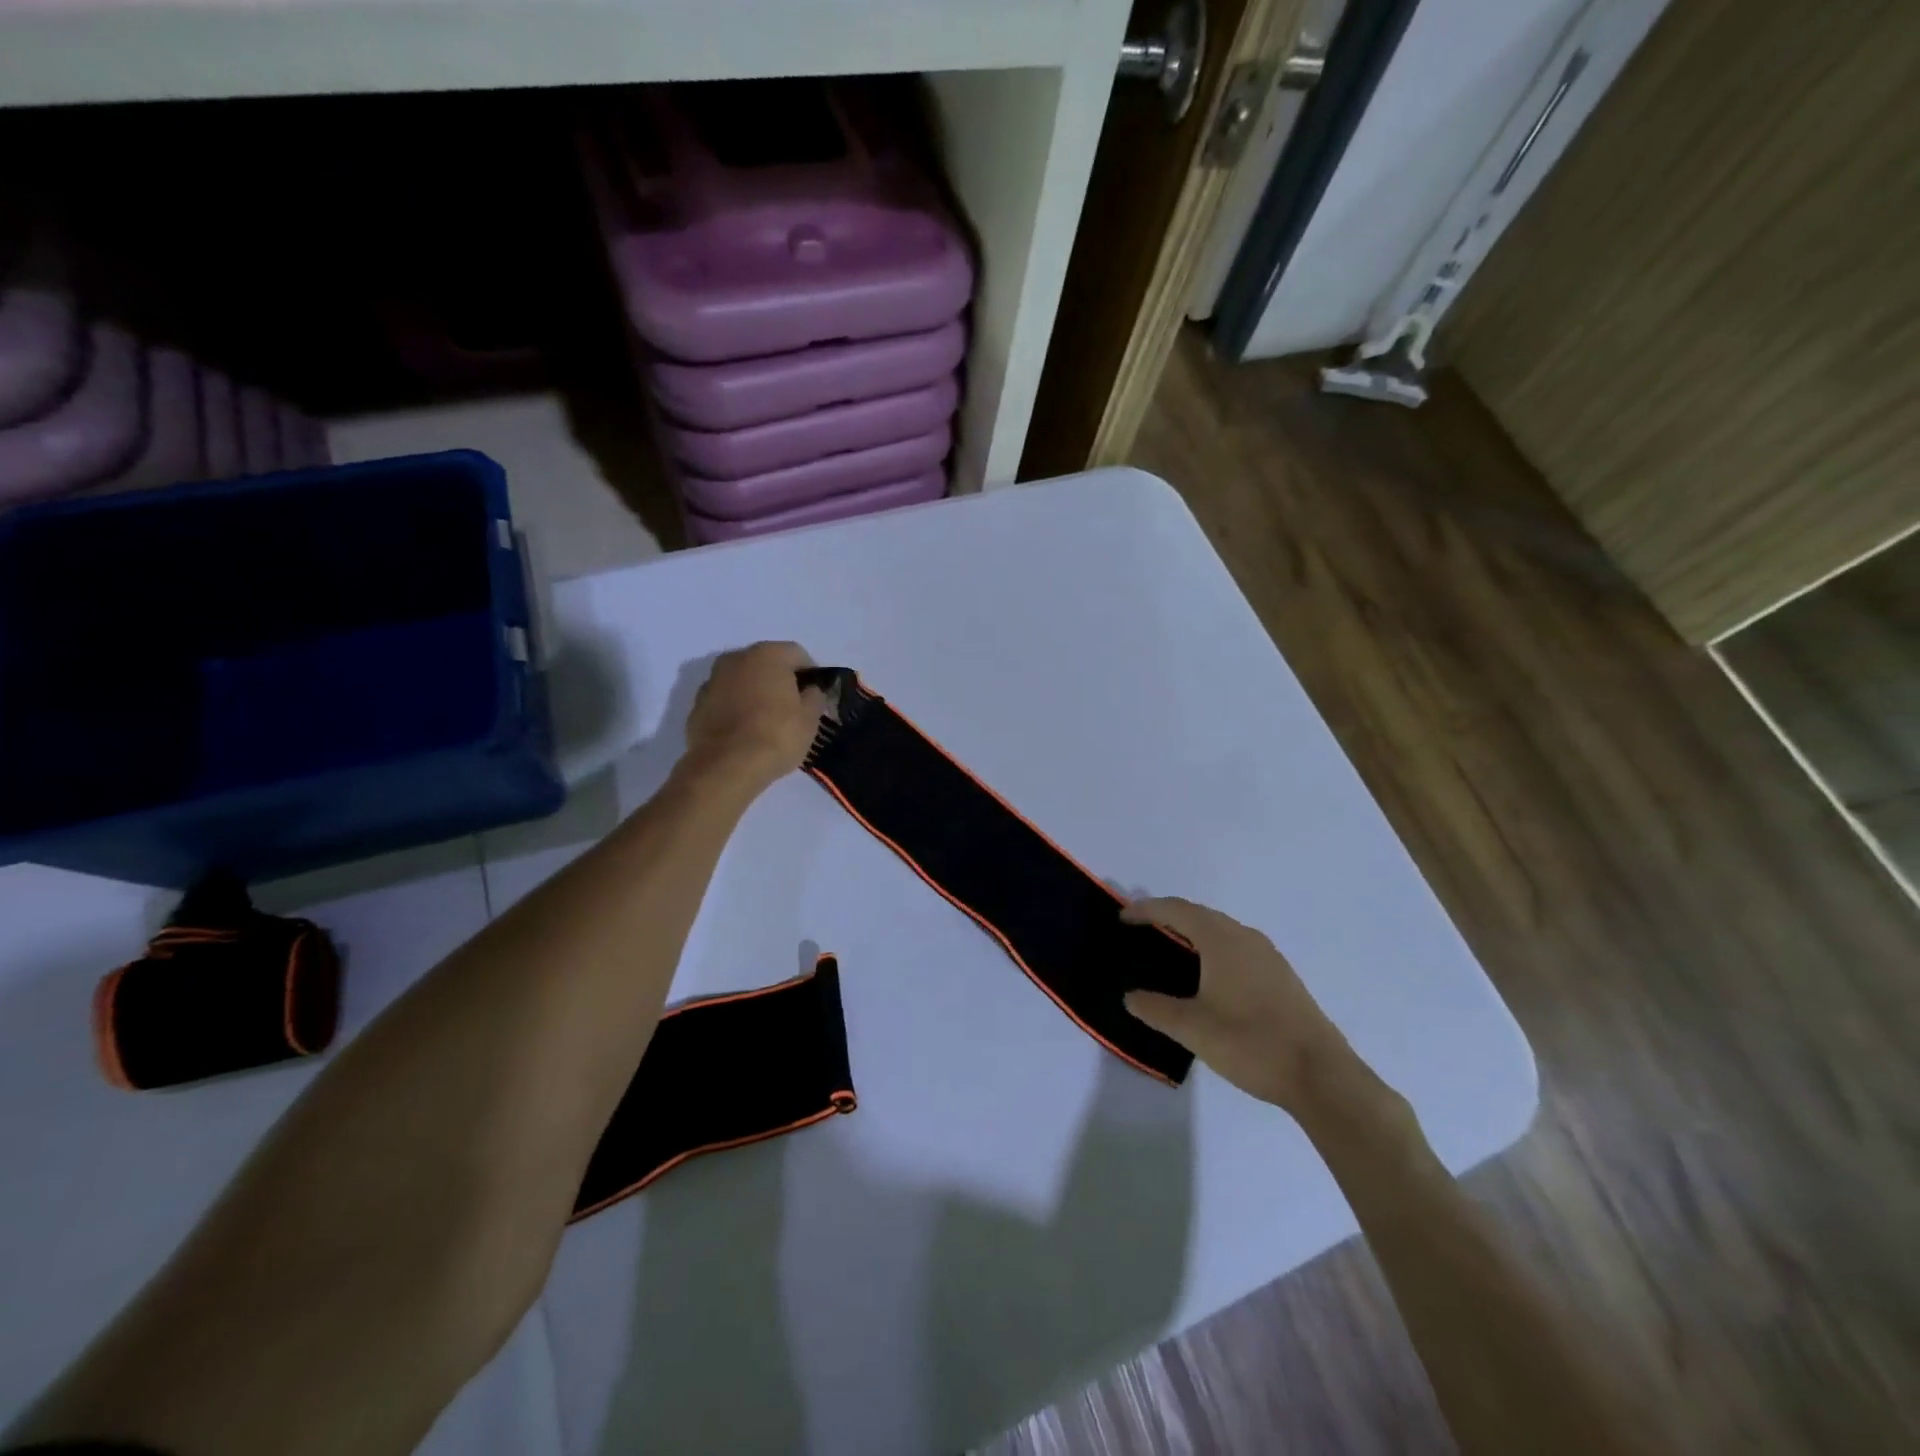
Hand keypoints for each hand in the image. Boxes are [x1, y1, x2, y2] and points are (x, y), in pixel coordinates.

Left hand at [683, 642, 828, 792]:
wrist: (726, 767)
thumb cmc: (776, 736)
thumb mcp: (810, 719)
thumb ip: (814, 697)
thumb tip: (810, 691)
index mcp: (767, 655)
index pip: (797, 654)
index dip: (810, 674)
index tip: (815, 695)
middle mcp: (736, 658)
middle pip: (766, 663)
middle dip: (779, 680)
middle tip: (792, 707)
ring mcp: (712, 680)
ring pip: (742, 680)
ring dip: (754, 692)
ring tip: (766, 721)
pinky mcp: (696, 705)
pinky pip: (724, 700)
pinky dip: (735, 708)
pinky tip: (744, 732)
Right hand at [1122, 897, 1359, 1115]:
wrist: (1321, 1075)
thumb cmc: (1251, 1043)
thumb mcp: (1192, 1029)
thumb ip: (1155, 1009)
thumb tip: (1131, 996)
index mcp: (1222, 940)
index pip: (1177, 910)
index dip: (1146, 910)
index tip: (1122, 918)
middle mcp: (1245, 938)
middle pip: (1199, 914)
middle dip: (1168, 917)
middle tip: (1140, 931)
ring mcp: (1268, 956)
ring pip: (1221, 931)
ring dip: (1192, 933)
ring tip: (1168, 950)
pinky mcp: (1281, 976)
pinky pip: (1236, 947)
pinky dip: (1212, 949)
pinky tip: (1206, 976)